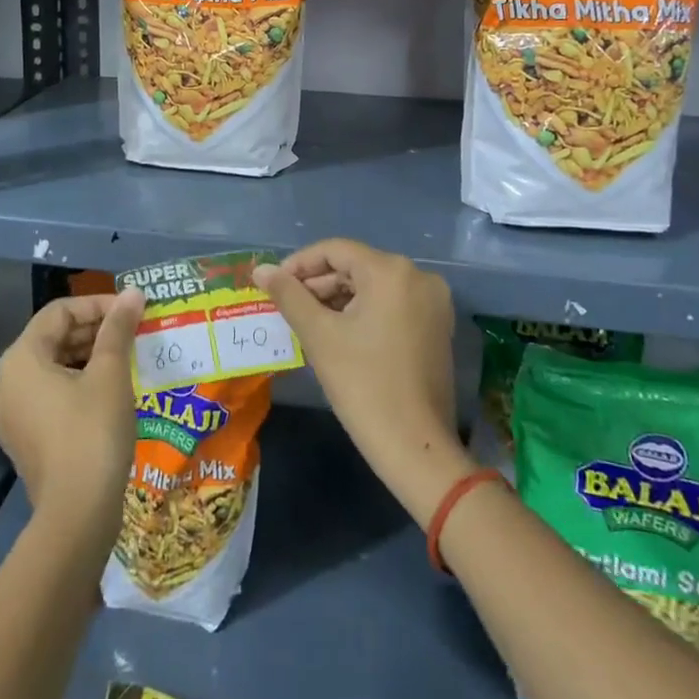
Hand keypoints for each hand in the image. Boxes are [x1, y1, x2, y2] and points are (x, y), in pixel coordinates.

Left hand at [0, 290, 144, 543]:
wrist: (77, 515)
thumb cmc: (92, 432)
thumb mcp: (110, 373)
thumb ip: (118, 327)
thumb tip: (133, 292)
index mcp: (20, 358)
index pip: (60, 312)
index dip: (98, 304)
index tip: (132, 310)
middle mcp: (6, 382)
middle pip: (52, 338)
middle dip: (94, 330)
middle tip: (133, 331)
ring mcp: (10, 414)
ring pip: (52, 368)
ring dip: (88, 356)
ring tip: (126, 357)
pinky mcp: (22, 439)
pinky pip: (48, 396)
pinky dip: (76, 384)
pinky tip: (109, 389)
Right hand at [256, 239, 470, 525]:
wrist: (416, 448)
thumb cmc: (363, 385)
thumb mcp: (319, 335)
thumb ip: (288, 295)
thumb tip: (260, 270)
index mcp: (391, 271)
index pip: (335, 250)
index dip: (299, 264)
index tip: (274, 286)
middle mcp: (418, 276)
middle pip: (356, 267)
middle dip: (318, 284)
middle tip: (288, 308)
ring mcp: (433, 302)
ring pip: (373, 286)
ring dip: (338, 298)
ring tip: (308, 322)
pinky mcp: (437, 326)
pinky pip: (392, 303)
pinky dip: (363, 312)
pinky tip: (339, 333)